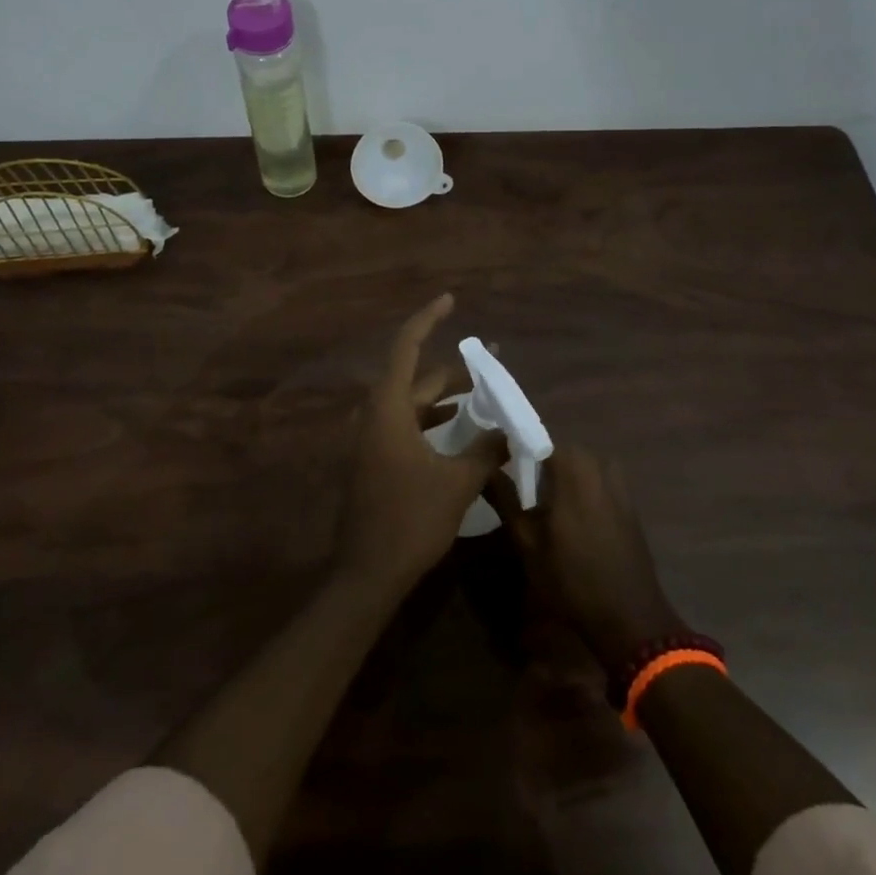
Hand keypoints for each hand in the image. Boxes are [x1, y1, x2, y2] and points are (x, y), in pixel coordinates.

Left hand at [334, 294, 504, 592]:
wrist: (366, 575)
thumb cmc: (410, 521)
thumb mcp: (457, 483)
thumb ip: (485, 450)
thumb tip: (510, 430)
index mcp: (387, 409)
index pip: (406, 347)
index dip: (428, 319)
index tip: (450, 299)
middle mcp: (374, 416)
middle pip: (415, 378)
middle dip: (454, 372)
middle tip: (492, 366)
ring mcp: (371, 440)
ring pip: (412, 405)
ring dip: (445, 400)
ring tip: (484, 398)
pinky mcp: (374, 461)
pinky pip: (406, 427)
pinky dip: (433, 423)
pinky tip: (460, 433)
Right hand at [489, 446, 684, 670]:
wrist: (629, 615)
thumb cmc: (571, 579)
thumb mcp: (527, 542)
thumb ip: (505, 499)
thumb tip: (484, 469)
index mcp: (573, 469)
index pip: (539, 440)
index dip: (518, 449)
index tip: (501, 465)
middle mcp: (599, 466)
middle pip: (561, 451)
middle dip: (540, 464)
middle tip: (520, 489)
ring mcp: (618, 482)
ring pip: (581, 465)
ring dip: (562, 477)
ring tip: (544, 504)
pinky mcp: (629, 501)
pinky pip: (598, 480)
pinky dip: (582, 488)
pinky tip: (571, 516)